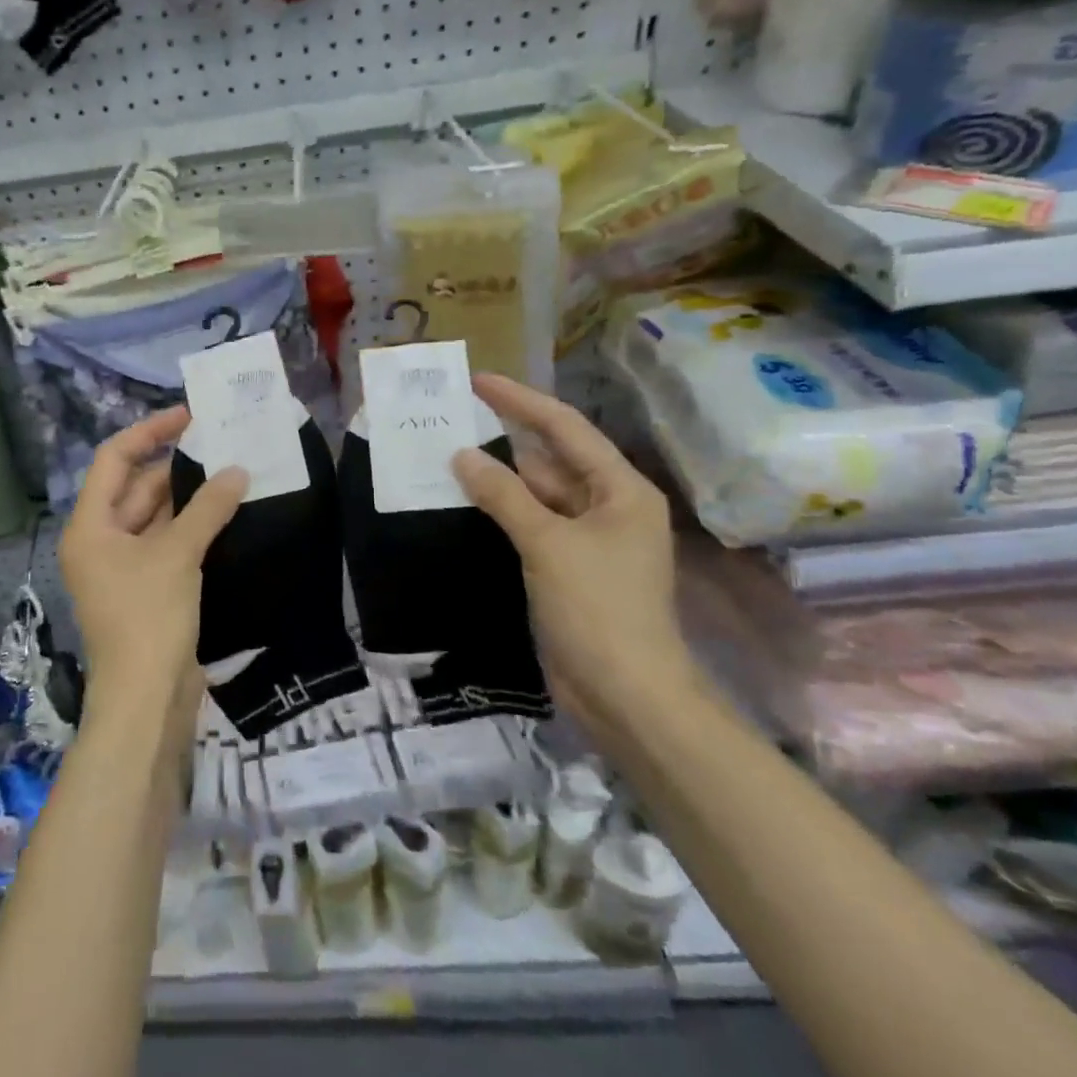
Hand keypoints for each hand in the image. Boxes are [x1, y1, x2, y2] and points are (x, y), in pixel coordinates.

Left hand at [59, 408, 247, 741]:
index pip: (114, 460)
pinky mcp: (147, 588)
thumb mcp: (177, 555)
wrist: (146, 699)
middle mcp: (101, 540)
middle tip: (220, 443)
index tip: (189, 416)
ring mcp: (124, 566)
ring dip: (189, 497)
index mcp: (90, 526)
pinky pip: (168, 543)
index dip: (149, 432)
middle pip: (136, 486)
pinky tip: (226, 512)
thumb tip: (237, 471)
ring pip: (156, 516)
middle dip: (175, 465)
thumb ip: (207, 508)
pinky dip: (193, 526)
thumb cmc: (148, 618)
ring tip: (231, 469)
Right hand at [452, 373, 698, 736]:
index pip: (565, 429)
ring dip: (500, 477)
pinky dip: (503, 511)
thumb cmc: (597, 608)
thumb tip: (462, 456)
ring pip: (538, 494)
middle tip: (456, 418)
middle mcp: (608, 506)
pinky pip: (531, 524)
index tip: (479, 381)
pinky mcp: (568, 567)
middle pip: (552, 459)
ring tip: (450, 453)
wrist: (626, 695)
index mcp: (620, 490)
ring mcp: (588, 540)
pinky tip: (468, 500)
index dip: (521, 401)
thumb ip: (504, 495)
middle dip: (507, 438)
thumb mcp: (548, 543)